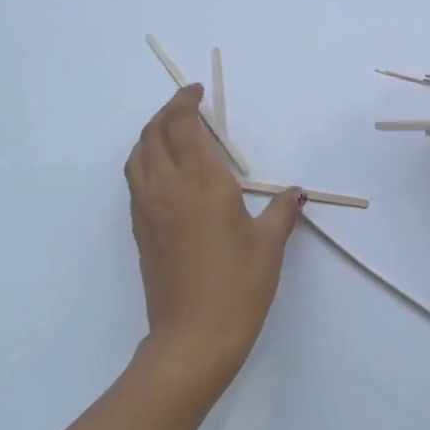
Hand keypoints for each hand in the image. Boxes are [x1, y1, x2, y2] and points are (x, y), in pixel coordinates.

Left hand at [125, 84, 303, 395]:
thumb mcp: (269, 245)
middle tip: (187, 107)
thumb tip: (294, 193)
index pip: (182, 126)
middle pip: (153, 133)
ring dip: (150, 134)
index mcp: (202, 182)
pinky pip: (135, 180)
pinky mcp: (141, 231)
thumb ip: (281, 211)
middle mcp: (168, 187)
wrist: (193, 336)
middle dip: (167, 112)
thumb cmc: (238, 286)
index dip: (186, 102)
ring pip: (137, 155)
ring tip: (171, 132)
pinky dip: (145, 160)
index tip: (197, 92)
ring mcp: (148, 209)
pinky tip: (163, 172)